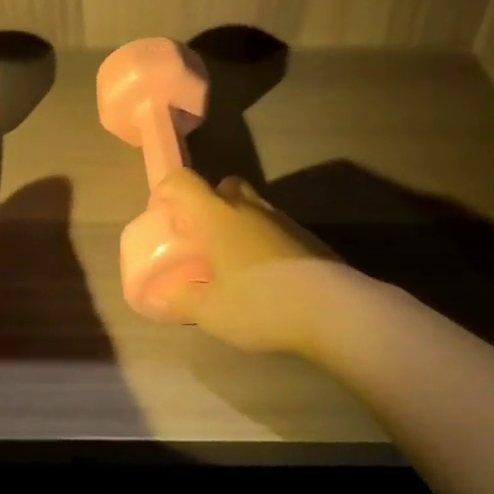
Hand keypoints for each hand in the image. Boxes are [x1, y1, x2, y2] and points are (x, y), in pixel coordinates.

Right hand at [151, 168, 342, 355]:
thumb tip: (162, 297)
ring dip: (239, 225)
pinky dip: (264, 244)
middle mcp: (250, 208)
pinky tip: (265, 278)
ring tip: (233, 264)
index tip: (161, 213)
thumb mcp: (209, 312)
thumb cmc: (260, 303)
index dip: (167, 190)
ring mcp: (284, 221)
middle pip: (225, 185)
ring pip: (253, 207)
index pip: (184, 181)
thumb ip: (181, 300)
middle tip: (201, 237)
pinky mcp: (308, 239)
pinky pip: (276, 230)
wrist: (332, 310)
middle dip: (209, 203)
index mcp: (218, 215)